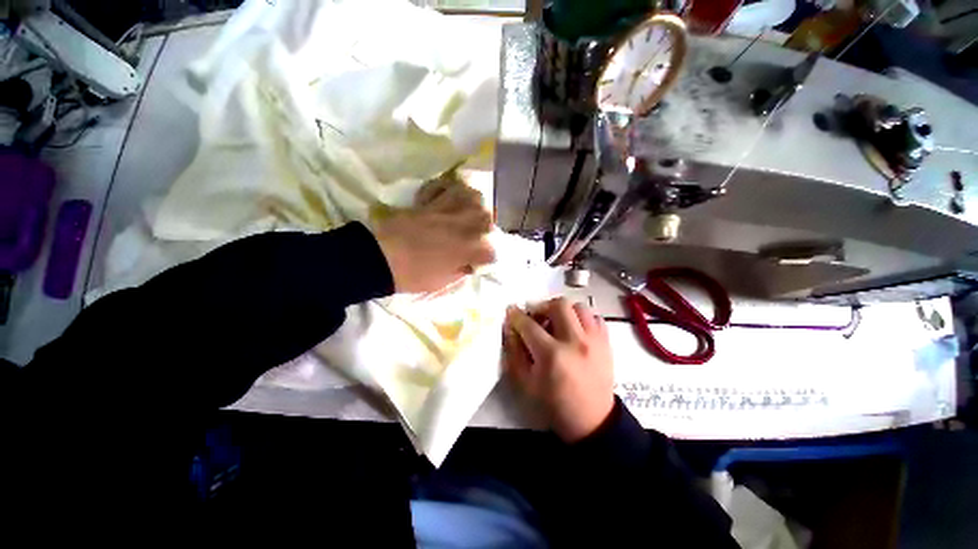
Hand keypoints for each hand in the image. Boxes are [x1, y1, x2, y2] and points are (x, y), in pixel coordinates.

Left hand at [375, 174, 494, 293]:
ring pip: (473, 197)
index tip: (476, 263)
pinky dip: (450, 189)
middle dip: (484, 228)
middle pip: (487, 219)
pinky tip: (449, 197)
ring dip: (474, 205)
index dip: (485, 258)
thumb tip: (468, 262)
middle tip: (474, 235)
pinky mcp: (430, 201)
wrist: (380, 258)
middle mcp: (464, 226)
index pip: (491, 251)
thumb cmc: (413, 275)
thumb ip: (461, 270)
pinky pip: (446, 186)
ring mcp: (447, 210)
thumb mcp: (443, 282)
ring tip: (468, 212)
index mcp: (469, 249)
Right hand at [503, 298, 614, 442]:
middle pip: (558, 305)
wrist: (592, 422)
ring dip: (563, 310)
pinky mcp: (606, 343)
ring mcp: (594, 340)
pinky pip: (594, 317)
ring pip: (578, 306)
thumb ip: (514, 352)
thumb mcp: (525, 383)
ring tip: (557, 323)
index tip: (511, 312)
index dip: (516, 316)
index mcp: (551, 355)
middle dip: (542, 306)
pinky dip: (582, 318)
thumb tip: (511, 329)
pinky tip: (575, 330)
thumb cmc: (553, 405)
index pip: (529, 325)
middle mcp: (575, 341)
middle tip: (537, 317)